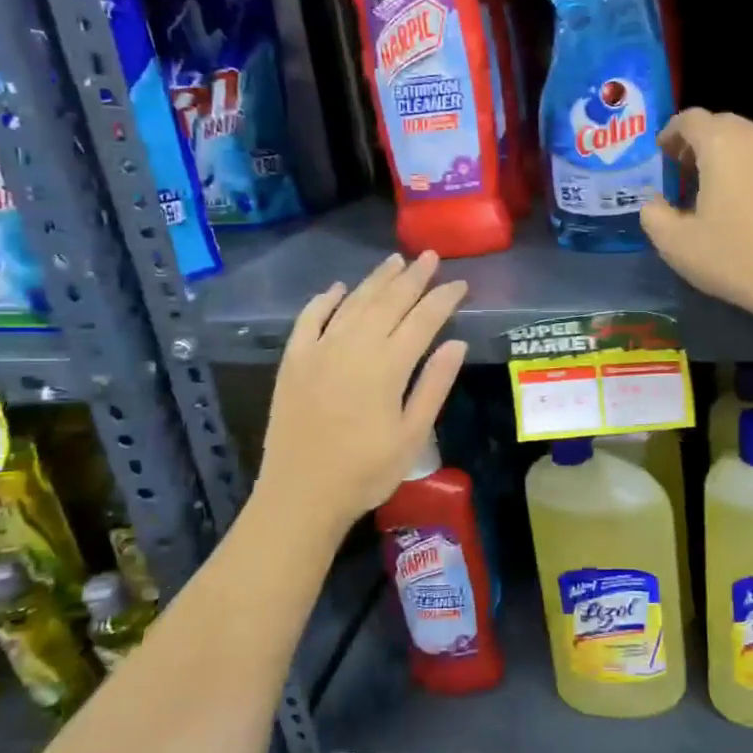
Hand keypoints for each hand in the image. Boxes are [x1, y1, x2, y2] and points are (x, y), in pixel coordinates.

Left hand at [254, 252, 468, 531]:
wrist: (301, 495)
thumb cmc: (366, 471)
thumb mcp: (413, 435)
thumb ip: (434, 385)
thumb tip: (456, 343)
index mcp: (388, 366)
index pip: (423, 320)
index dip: (443, 298)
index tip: (459, 283)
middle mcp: (353, 347)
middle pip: (388, 302)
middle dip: (413, 277)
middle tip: (430, 257)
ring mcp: (318, 351)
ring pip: (352, 303)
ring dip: (376, 280)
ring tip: (395, 261)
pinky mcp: (293, 361)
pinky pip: (309, 319)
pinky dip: (325, 300)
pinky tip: (338, 288)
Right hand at [640, 109, 752, 336]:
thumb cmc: (735, 259)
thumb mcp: (676, 244)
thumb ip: (653, 214)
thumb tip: (654, 202)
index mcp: (723, 145)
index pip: (691, 119)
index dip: (671, 132)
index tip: (662, 154)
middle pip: (723, 125)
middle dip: (699, 143)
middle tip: (685, 171)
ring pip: (752, 144)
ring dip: (729, 158)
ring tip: (717, 191)